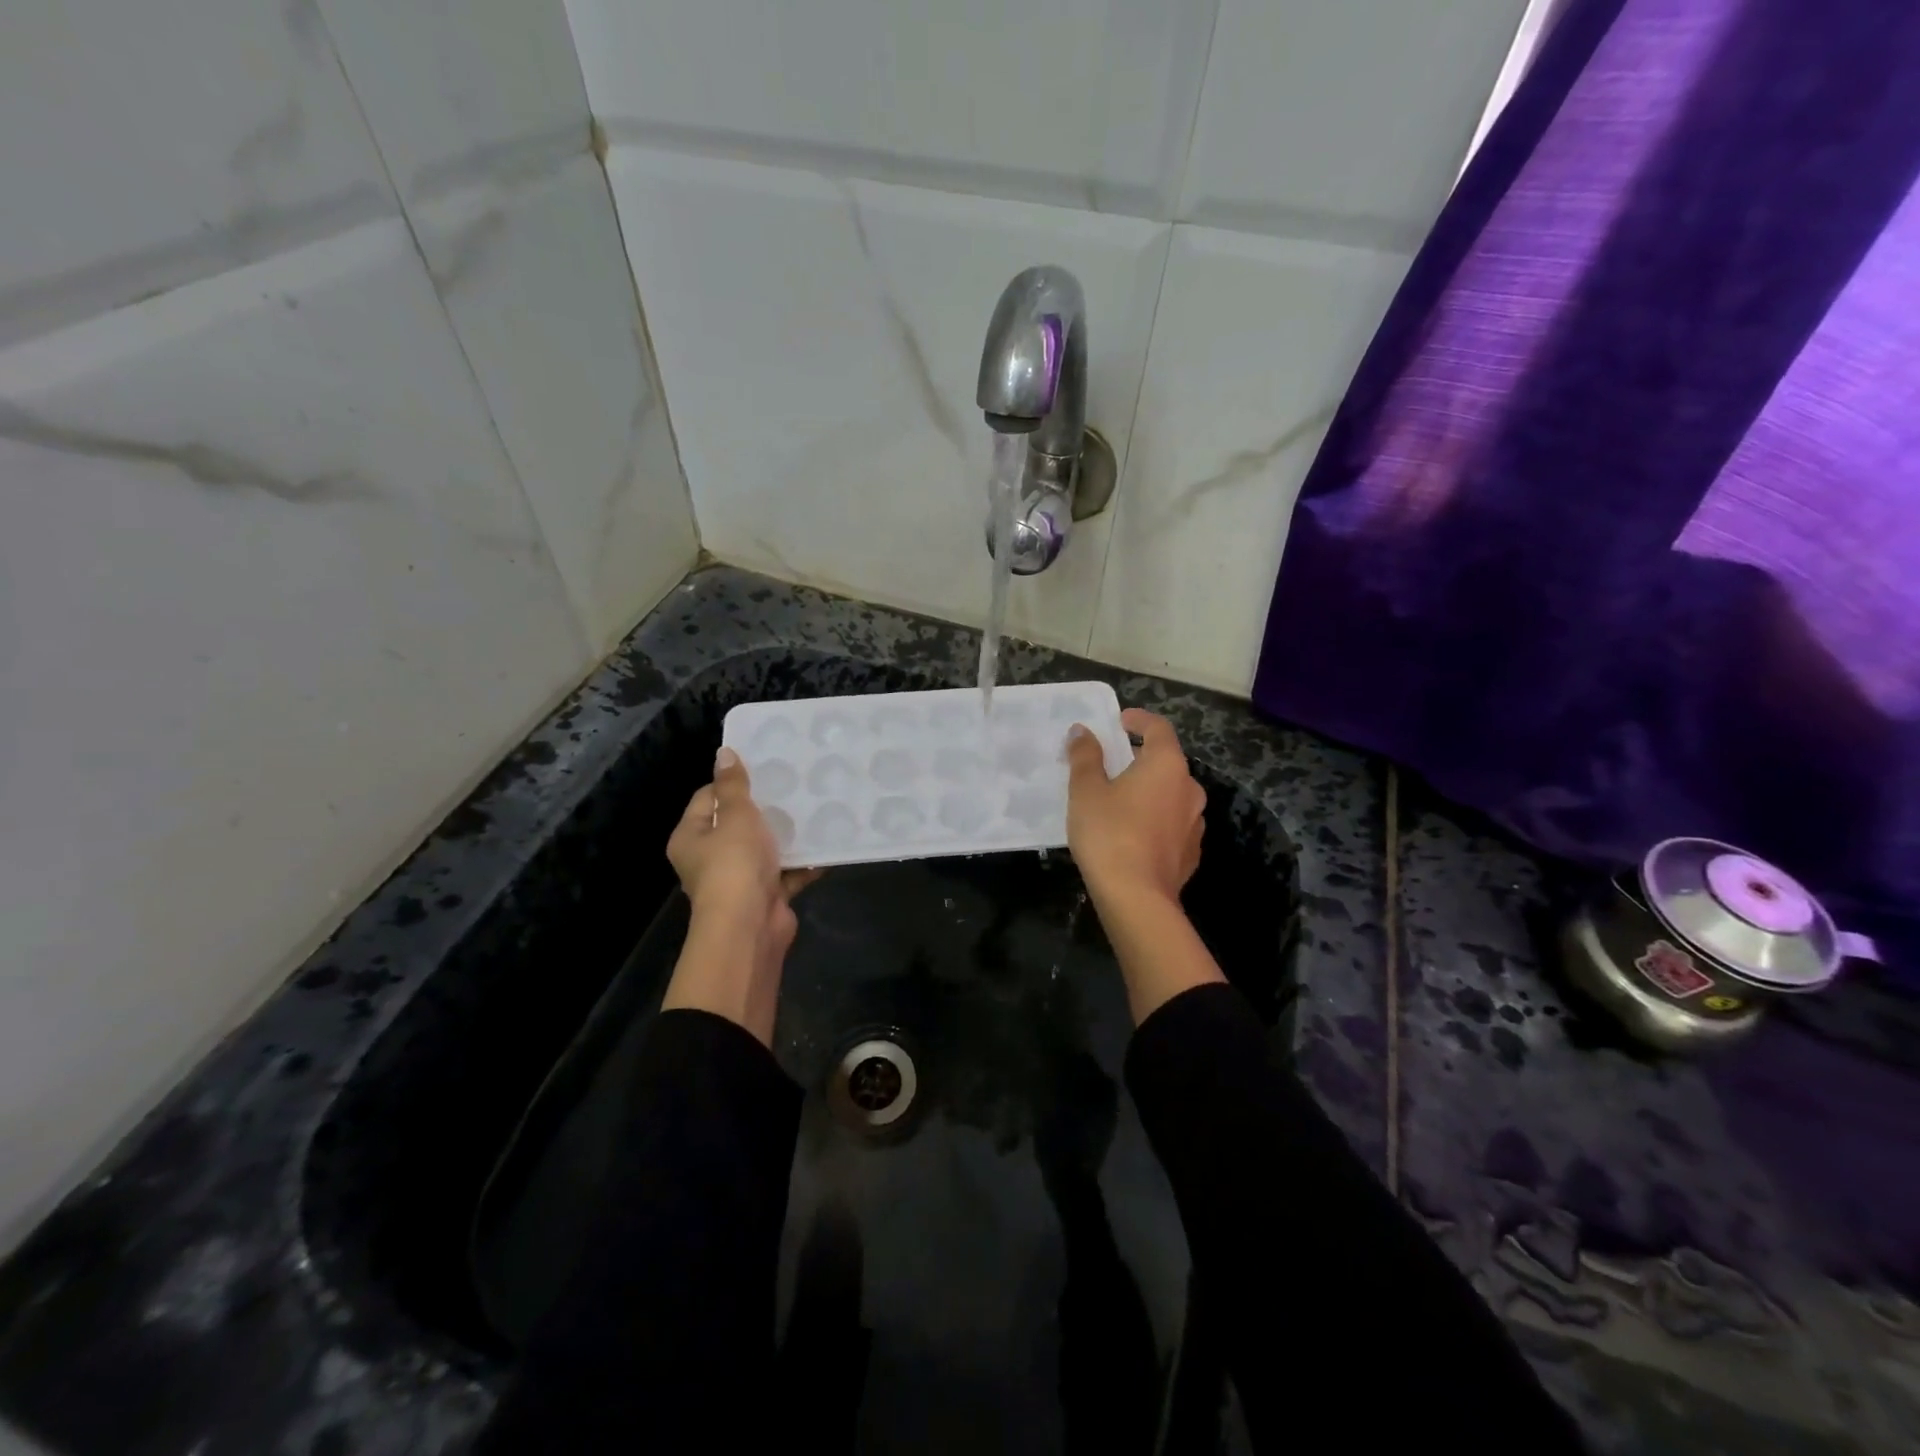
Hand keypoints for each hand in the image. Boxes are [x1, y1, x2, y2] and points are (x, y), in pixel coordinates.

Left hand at [662, 747, 818, 1044]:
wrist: (750, 927)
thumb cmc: (734, 865)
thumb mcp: (735, 817)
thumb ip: (733, 786)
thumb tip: (724, 753)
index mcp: (691, 837)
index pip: (707, 798)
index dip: (732, 782)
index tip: (764, 769)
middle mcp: (710, 859)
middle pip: (738, 824)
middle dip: (766, 808)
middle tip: (793, 785)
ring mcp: (739, 880)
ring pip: (765, 849)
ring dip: (787, 835)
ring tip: (815, 809)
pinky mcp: (766, 896)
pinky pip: (787, 873)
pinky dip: (804, 863)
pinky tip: (826, 845)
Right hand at [1065, 709, 1221, 1023]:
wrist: (1137, 898)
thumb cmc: (1109, 833)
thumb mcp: (1086, 790)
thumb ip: (1085, 756)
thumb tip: (1082, 731)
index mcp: (1167, 764)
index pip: (1158, 728)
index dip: (1139, 720)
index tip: (1120, 721)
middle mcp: (1189, 788)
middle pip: (1166, 762)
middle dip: (1140, 758)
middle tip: (1111, 764)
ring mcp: (1195, 822)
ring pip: (1171, 794)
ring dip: (1150, 791)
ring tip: (1120, 801)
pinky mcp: (1192, 852)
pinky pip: (1173, 824)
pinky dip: (1155, 819)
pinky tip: (1134, 833)